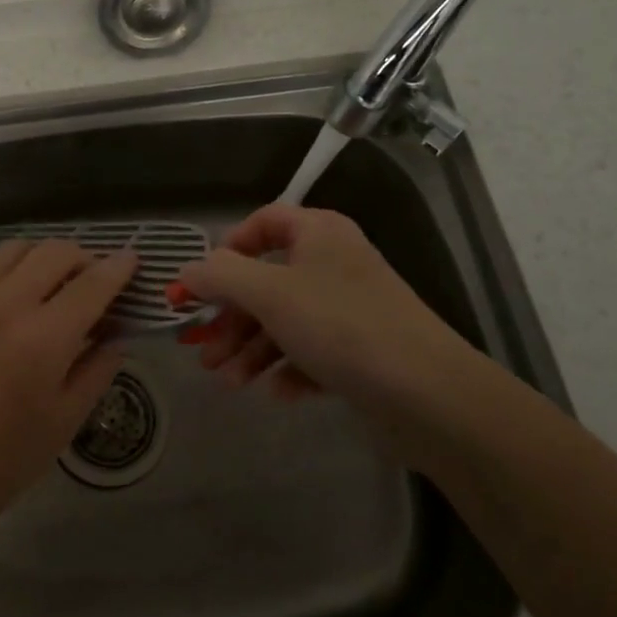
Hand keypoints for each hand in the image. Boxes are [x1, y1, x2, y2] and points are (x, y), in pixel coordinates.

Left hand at [0, 239, 134, 537]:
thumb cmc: (6, 459)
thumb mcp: (68, 419)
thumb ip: (99, 367)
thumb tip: (116, 332)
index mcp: (43, 338)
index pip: (92, 283)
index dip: (118, 267)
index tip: (131, 259)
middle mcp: (3, 306)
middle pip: (53, 251)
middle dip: (82, 257)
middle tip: (90, 276)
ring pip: (12, 250)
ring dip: (40, 258)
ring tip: (46, 280)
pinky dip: (0, 283)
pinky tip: (0, 314)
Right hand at [175, 204, 471, 407]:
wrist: (429, 394)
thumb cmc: (341, 326)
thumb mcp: (270, 294)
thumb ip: (220, 276)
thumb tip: (187, 272)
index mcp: (318, 232)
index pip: (263, 222)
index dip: (227, 249)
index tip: (202, 284)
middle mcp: (334, 262)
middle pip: (268, 280)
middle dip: (231, 317)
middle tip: (202, 349)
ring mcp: (350, 308)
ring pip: (286, 321)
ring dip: (251, 349)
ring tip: (228, 383)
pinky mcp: (363, 351)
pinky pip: (313, 351)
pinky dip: (289, 368)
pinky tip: (276, 393)